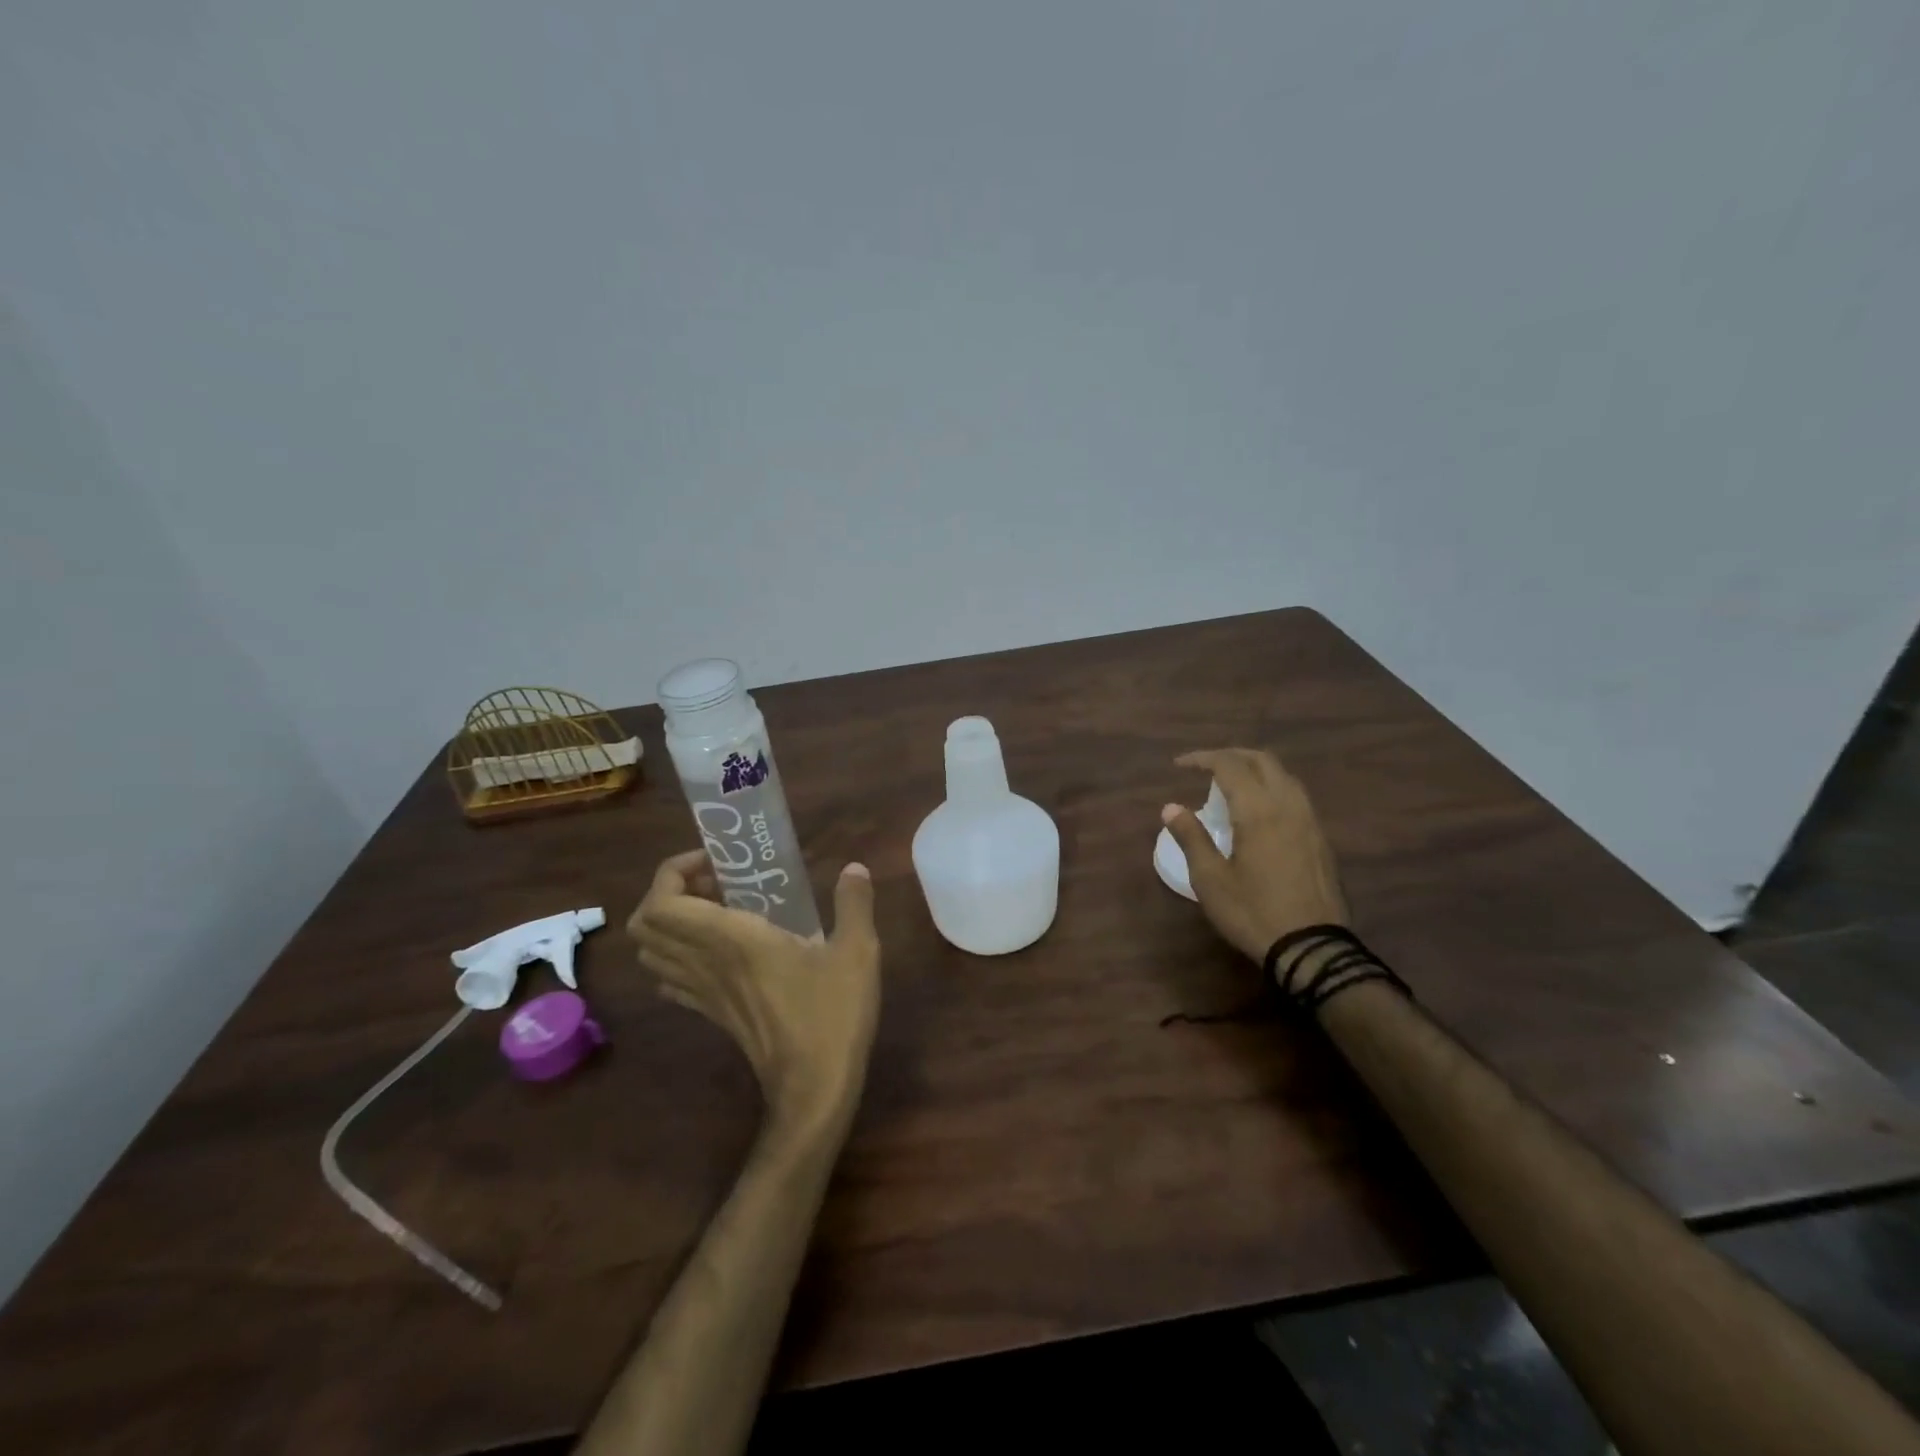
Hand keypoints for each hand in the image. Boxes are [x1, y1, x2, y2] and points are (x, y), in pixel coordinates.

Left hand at [628, 852, 881, 1137]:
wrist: (813, 1087)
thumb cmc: (832, 1014)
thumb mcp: (857, 951)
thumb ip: (854, 902)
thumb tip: (855, 868)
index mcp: (732, 939)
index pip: (663, 902)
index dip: (673, 872)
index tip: (714, 861)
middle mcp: (705, 962)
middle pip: (645, 925)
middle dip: (668, 892)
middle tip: (714, 881)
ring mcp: (703, 993)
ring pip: (651, 953)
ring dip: (670, 923)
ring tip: (716, 909)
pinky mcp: (711, 1014)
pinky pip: (671, 978)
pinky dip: (679, 955)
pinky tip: (719, 950)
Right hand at [1162, 747, 1347, 962]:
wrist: (1312, 948)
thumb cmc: (1253, 912)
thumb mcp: (1210, 879)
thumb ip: (1191, 837)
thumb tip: (1171, 807)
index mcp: (1258, 810)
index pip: (1229, 765)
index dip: (1202, 758)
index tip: (1179, 765)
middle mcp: (1288, 805)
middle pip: (1262, 761)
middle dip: (1231, 756)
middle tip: (1205, 767)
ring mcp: (1310, 821)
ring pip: (1283, 776)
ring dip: (1255, 769)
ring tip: (1231, 785)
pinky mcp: (1320, 838)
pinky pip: (1295, 796)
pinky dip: (1272, 788)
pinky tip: (1259, 811)